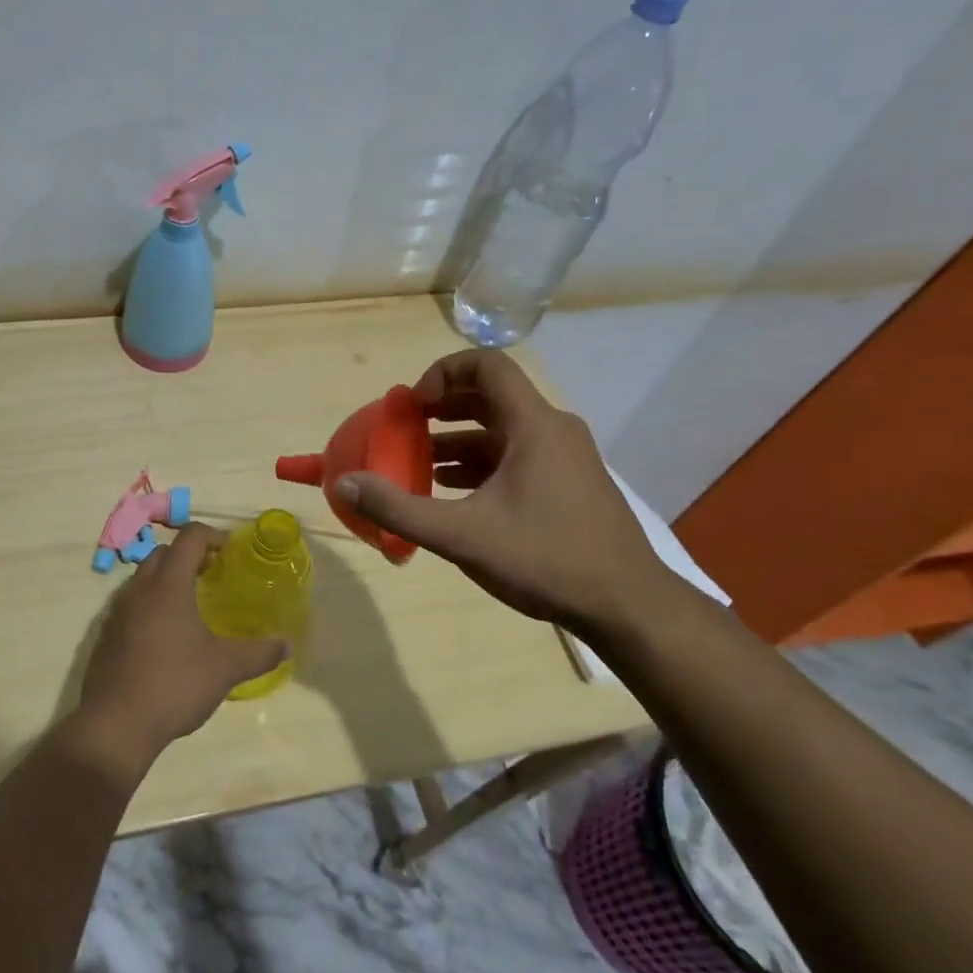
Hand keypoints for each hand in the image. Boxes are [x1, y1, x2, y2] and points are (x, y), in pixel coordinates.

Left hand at [71, 523, 288, 776]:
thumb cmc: (174, 684)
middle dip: (189, 556)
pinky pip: (131, 604)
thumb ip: (259, 653)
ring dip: (168, 579)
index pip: (189, 537)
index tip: (231, 552)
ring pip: (144, 578)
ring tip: (192, 605)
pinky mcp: (106, 634)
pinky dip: (151, 604)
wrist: (115, 725)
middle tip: (213, 575)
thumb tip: (288, 644)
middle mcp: (139, 588)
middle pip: (163, 552)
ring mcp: (117, 611)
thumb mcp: (225, 668)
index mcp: (168, 584)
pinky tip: (167, 635)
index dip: (213, 536)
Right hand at [337, 349, 676, 634]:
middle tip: (405, 428)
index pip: (487, 364)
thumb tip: (344, 482)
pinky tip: (452, 493)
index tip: (414, 405)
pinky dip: (479, 464)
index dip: (442, 373)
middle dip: (442, 407)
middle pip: (491, 396)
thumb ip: (399, 508)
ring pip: (502, 430)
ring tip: (418, 463)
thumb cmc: (546, 559)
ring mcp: (565, 458)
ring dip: (457, 439)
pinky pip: (515, 456)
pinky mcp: (568, 484)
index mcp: (534, 425)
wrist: (628, 608)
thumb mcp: (463, 535)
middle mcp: (553, 430)